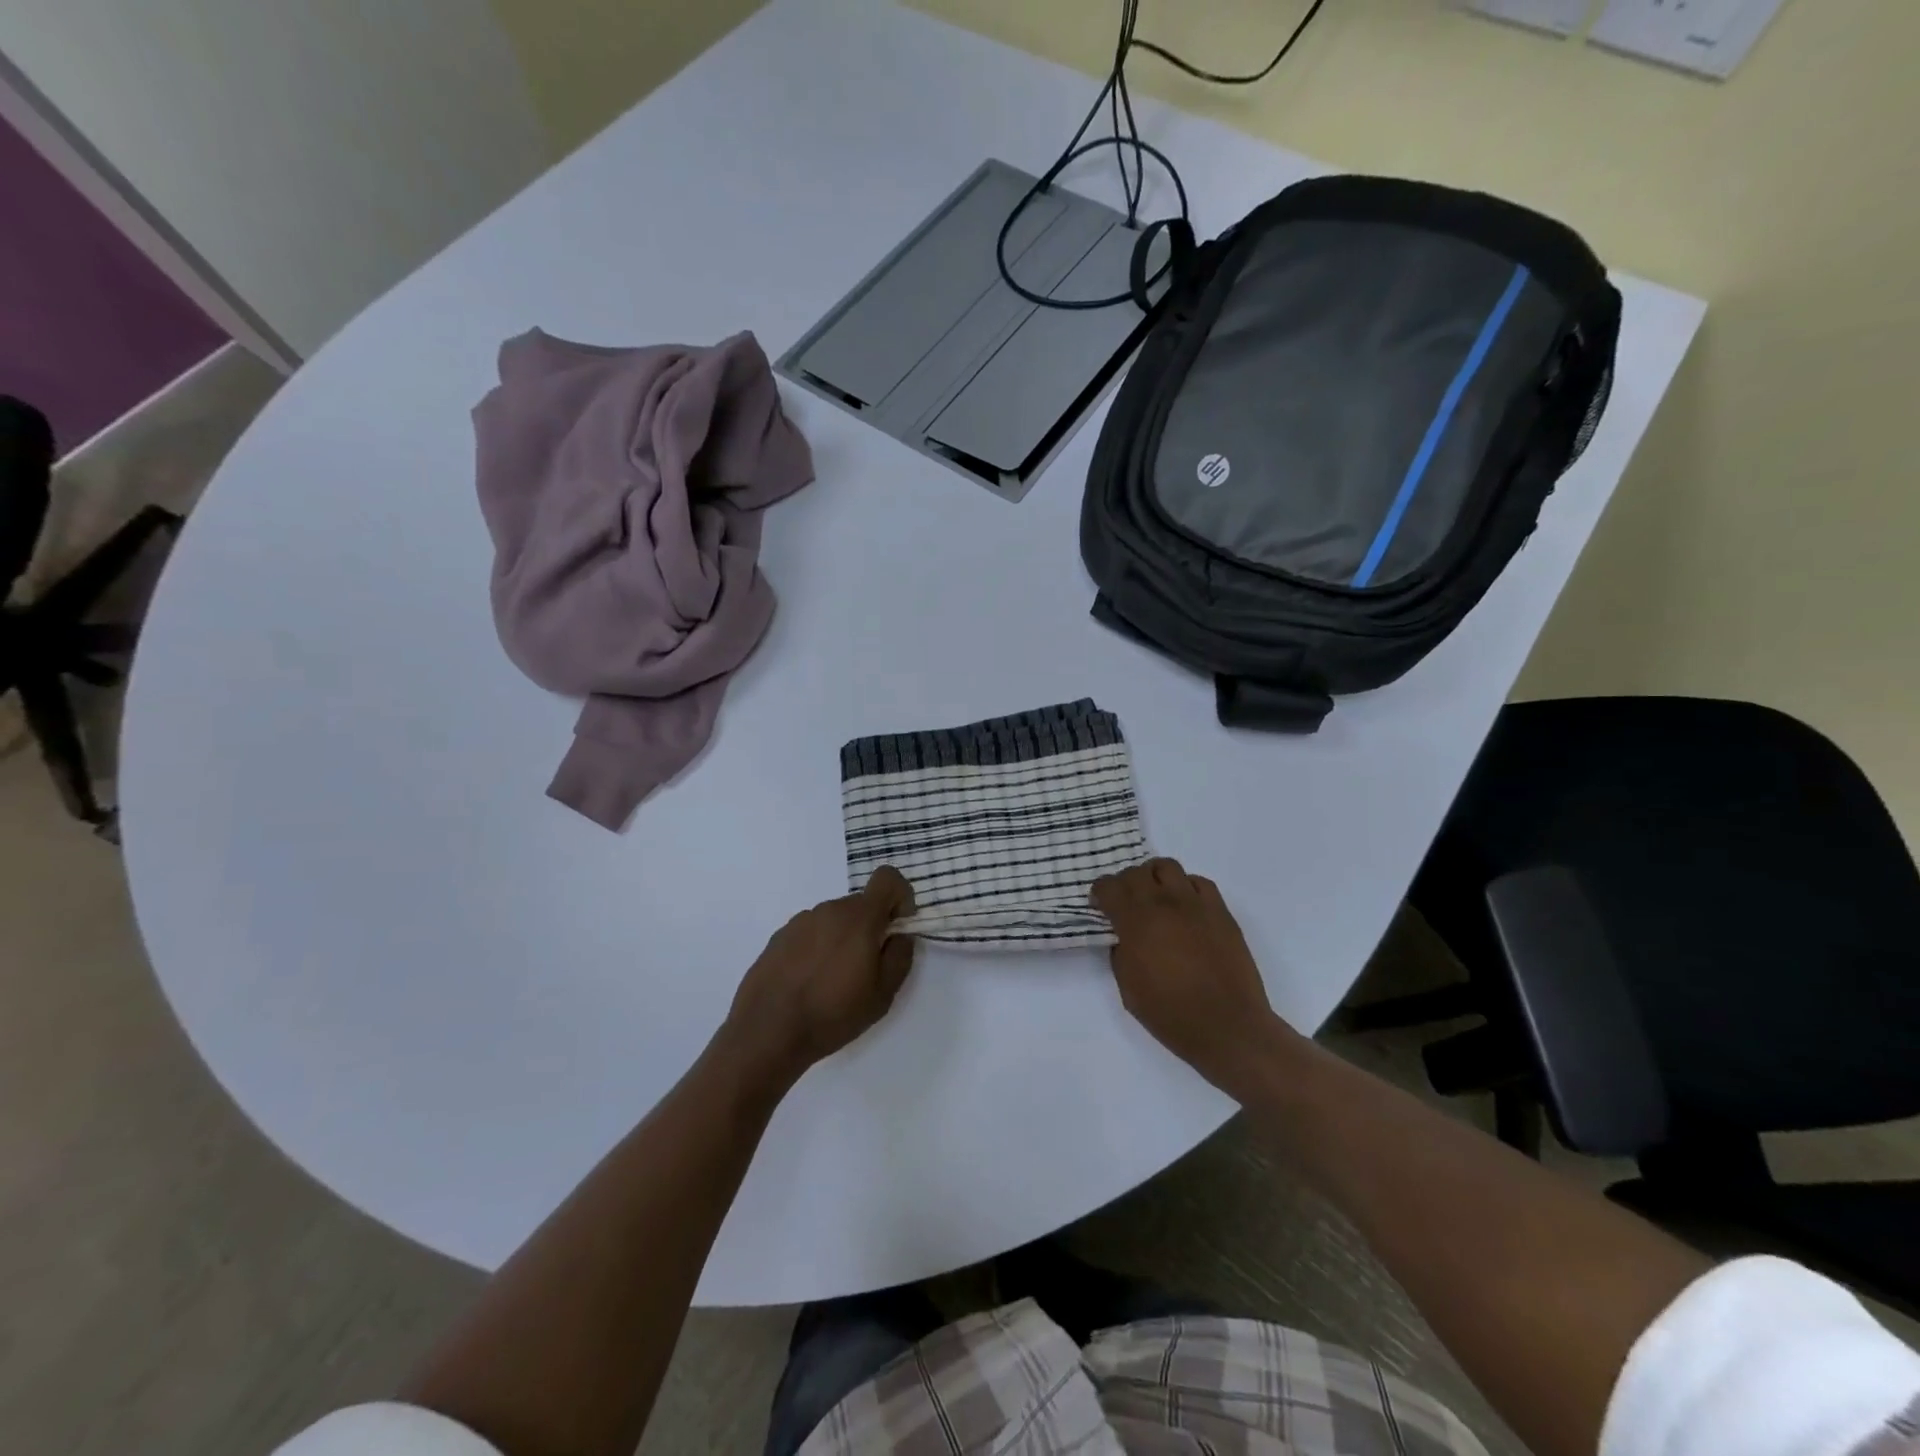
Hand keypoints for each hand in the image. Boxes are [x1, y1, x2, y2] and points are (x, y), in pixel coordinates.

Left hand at [720, 867, 917, 1086]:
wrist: (766, 1032)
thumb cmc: (833, 1014)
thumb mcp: (883, 994)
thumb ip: (900, 955)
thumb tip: (900, 935)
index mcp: (859, 917)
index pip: (887, 878)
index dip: (899, 898)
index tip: (896, 930)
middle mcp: (829, 909)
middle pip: (861, 905)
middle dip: (871, 928)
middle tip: (865, 969)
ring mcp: (800, 921)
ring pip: (835, 920)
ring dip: (843, 939)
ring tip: (832, 981)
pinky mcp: (779, 937)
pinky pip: (811, 933)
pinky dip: (818, 948)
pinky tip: (808, 983)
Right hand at [1091, 858, 1288, 1094]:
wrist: (1228, 1027)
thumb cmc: (1171, 1014)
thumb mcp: (1128, 988)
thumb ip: (1121, 952)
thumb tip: (1124, 936)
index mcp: (1136, 923)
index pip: (1109, 887)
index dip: (1100, 892)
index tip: (1100, 905)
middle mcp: (1165, 903)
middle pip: (1136, 872)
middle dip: (1124, 883)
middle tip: (1125, 902)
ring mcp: (1196, 904)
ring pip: (1167, 867)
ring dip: (1154, 877)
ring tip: (1155, 898)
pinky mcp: (1221, 912)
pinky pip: (1199, 883)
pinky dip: (1186, 888)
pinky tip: (1185, 907)